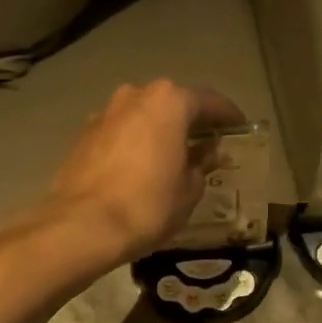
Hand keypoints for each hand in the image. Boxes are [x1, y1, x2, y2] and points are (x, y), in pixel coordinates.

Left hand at [38, 79, 246, 266]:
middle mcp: (135, 96)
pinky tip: (141, 166)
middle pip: (172, 103)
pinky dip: (135, 142)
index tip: (239, 128)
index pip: (209, 101)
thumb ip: (202, 164)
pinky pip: (120, 132)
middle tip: (208, 142)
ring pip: (142, 116)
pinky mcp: (83, 135)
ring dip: (159, 131)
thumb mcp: (189, 189)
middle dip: (191, 121)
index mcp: (168, 101)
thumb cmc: (147, 205)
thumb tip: (207, 153)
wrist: (81, 226)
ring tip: (173, 155)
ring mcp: (104, 113)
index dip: (228, 116)